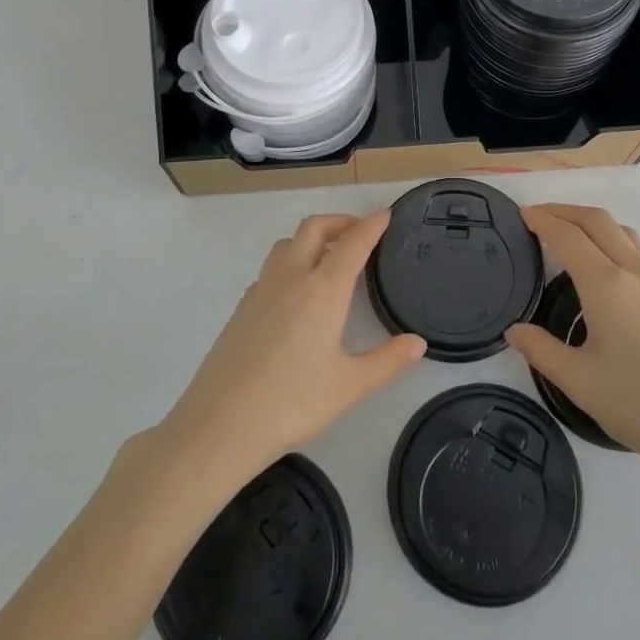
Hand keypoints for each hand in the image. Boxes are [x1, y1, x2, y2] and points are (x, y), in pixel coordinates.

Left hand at [159, 211, 425, 479]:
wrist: (220, 424)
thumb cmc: (292, 403)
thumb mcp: (349, 386)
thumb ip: (387, 361)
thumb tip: (418, 343)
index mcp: (322, 290)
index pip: (352, 243)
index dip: (371, 225)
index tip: (385, 214)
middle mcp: (291, 278)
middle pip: (314, 228)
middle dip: (339, 222)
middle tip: (359, 233)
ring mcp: (261, 290)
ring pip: (287, 244)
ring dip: (310, 239)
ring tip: (328, 258)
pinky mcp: (241, 308)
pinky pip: (270, 269)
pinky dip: (289, 264)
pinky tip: (295, 294)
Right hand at [507, 204, 639, 491]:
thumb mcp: (580, 382)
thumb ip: (541, 350)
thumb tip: (515, 331)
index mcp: (607, 285)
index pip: (568, 236)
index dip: (542, 220)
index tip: (521, 214)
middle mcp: (635, 271)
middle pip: (597, 221)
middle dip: (564, 211)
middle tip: (537, 216)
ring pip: (622, 231)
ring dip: (591, 222)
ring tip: (567, 234)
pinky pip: (638, 249)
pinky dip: (612, 239)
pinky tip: (604, 264)